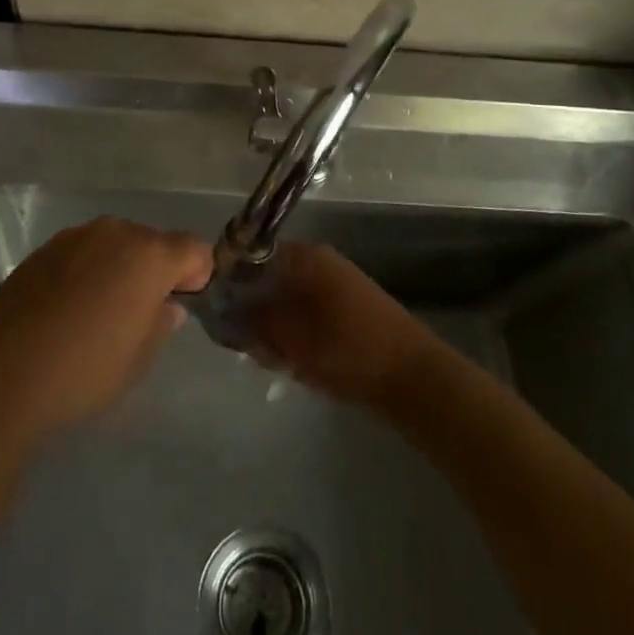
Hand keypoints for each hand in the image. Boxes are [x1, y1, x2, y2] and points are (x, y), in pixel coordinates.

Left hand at [0, 216, 212, 442]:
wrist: (3, 374)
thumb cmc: (85, 370)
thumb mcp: (138, 359)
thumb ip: (161, 323)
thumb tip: (167, 305)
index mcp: (150, 255)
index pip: (194, 248)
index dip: (197, 274)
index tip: (184, 302)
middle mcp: (116, 232)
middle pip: (153, 242)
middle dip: (156, 269)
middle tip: (142, 312)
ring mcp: (77, 236)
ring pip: (116, 244)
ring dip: (120, 267)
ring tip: (101, 310)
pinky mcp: (45, 248)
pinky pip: (83, 252)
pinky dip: (88, 270)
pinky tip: (69, 307)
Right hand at [244, 242, 445, 409]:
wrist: (413, 379)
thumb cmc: (347, 350)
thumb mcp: (291, 337)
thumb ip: (254, 320)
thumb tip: (225, 310)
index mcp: (306, 257)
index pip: (252, 255)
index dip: (231, 282)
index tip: (220, 313)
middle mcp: (319, 263)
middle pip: (268, 280)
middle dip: (255, 314)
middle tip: (255, 347)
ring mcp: (336, 286)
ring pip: (287, 303)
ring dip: (276, 330)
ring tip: (280, 361)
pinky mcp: (347, 311)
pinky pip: (307, 317)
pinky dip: (297, 338)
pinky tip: (299, 365)